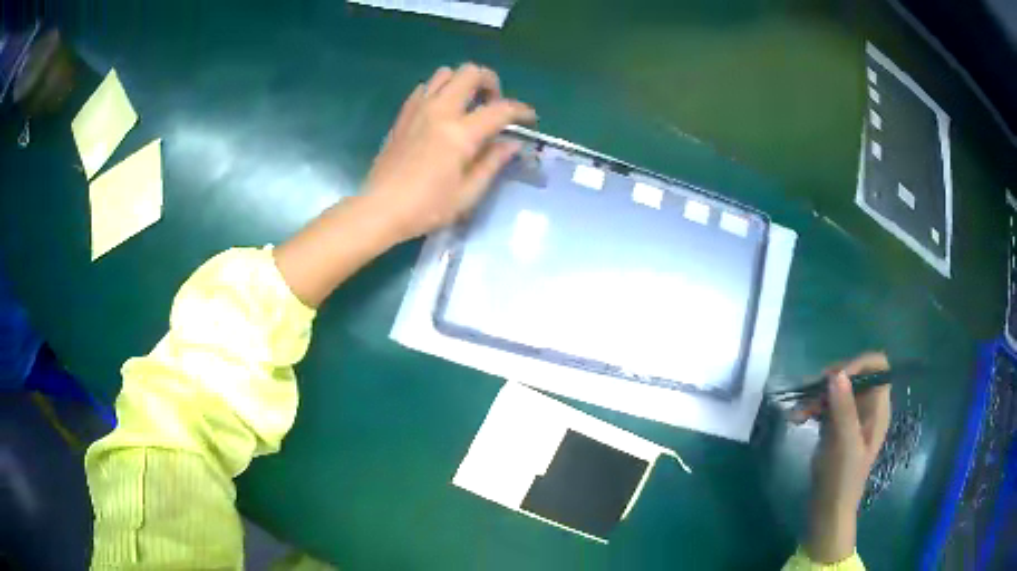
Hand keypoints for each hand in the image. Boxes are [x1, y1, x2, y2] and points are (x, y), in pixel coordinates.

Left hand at [274, 64, 534, 306]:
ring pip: (445, 73)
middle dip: (491, 82)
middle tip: (494, 105)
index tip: (530, 119)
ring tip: (468, 105)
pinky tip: (442, 112)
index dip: (521, 110)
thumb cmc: (426, 207)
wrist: (380, 209)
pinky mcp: (403, 115)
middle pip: (471, 73)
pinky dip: (440, 91)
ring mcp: (418, 109)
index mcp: (460, 133)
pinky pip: (425, 88)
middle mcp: (440, 111)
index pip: (500, 109)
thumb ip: (493, 163)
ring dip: (463, 82)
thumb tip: (512, 144)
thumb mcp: (468, 193)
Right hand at [805, 352, 891, 563]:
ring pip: (837, 389)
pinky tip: (796, 418)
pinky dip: (811, 407)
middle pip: (855, 375)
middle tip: (811, 393)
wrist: (828, 510)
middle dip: (832, 380)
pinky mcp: (835, 426)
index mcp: (878, 408)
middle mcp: (867, 407)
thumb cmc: (843, 478)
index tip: (836, 378)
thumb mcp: (845, 443)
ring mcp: (851, 417)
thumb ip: (843, 408)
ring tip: (797, 411)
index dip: (859, 364)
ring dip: (816, 395)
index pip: (877, 367)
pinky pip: (825, 405)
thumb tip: (837, 373)